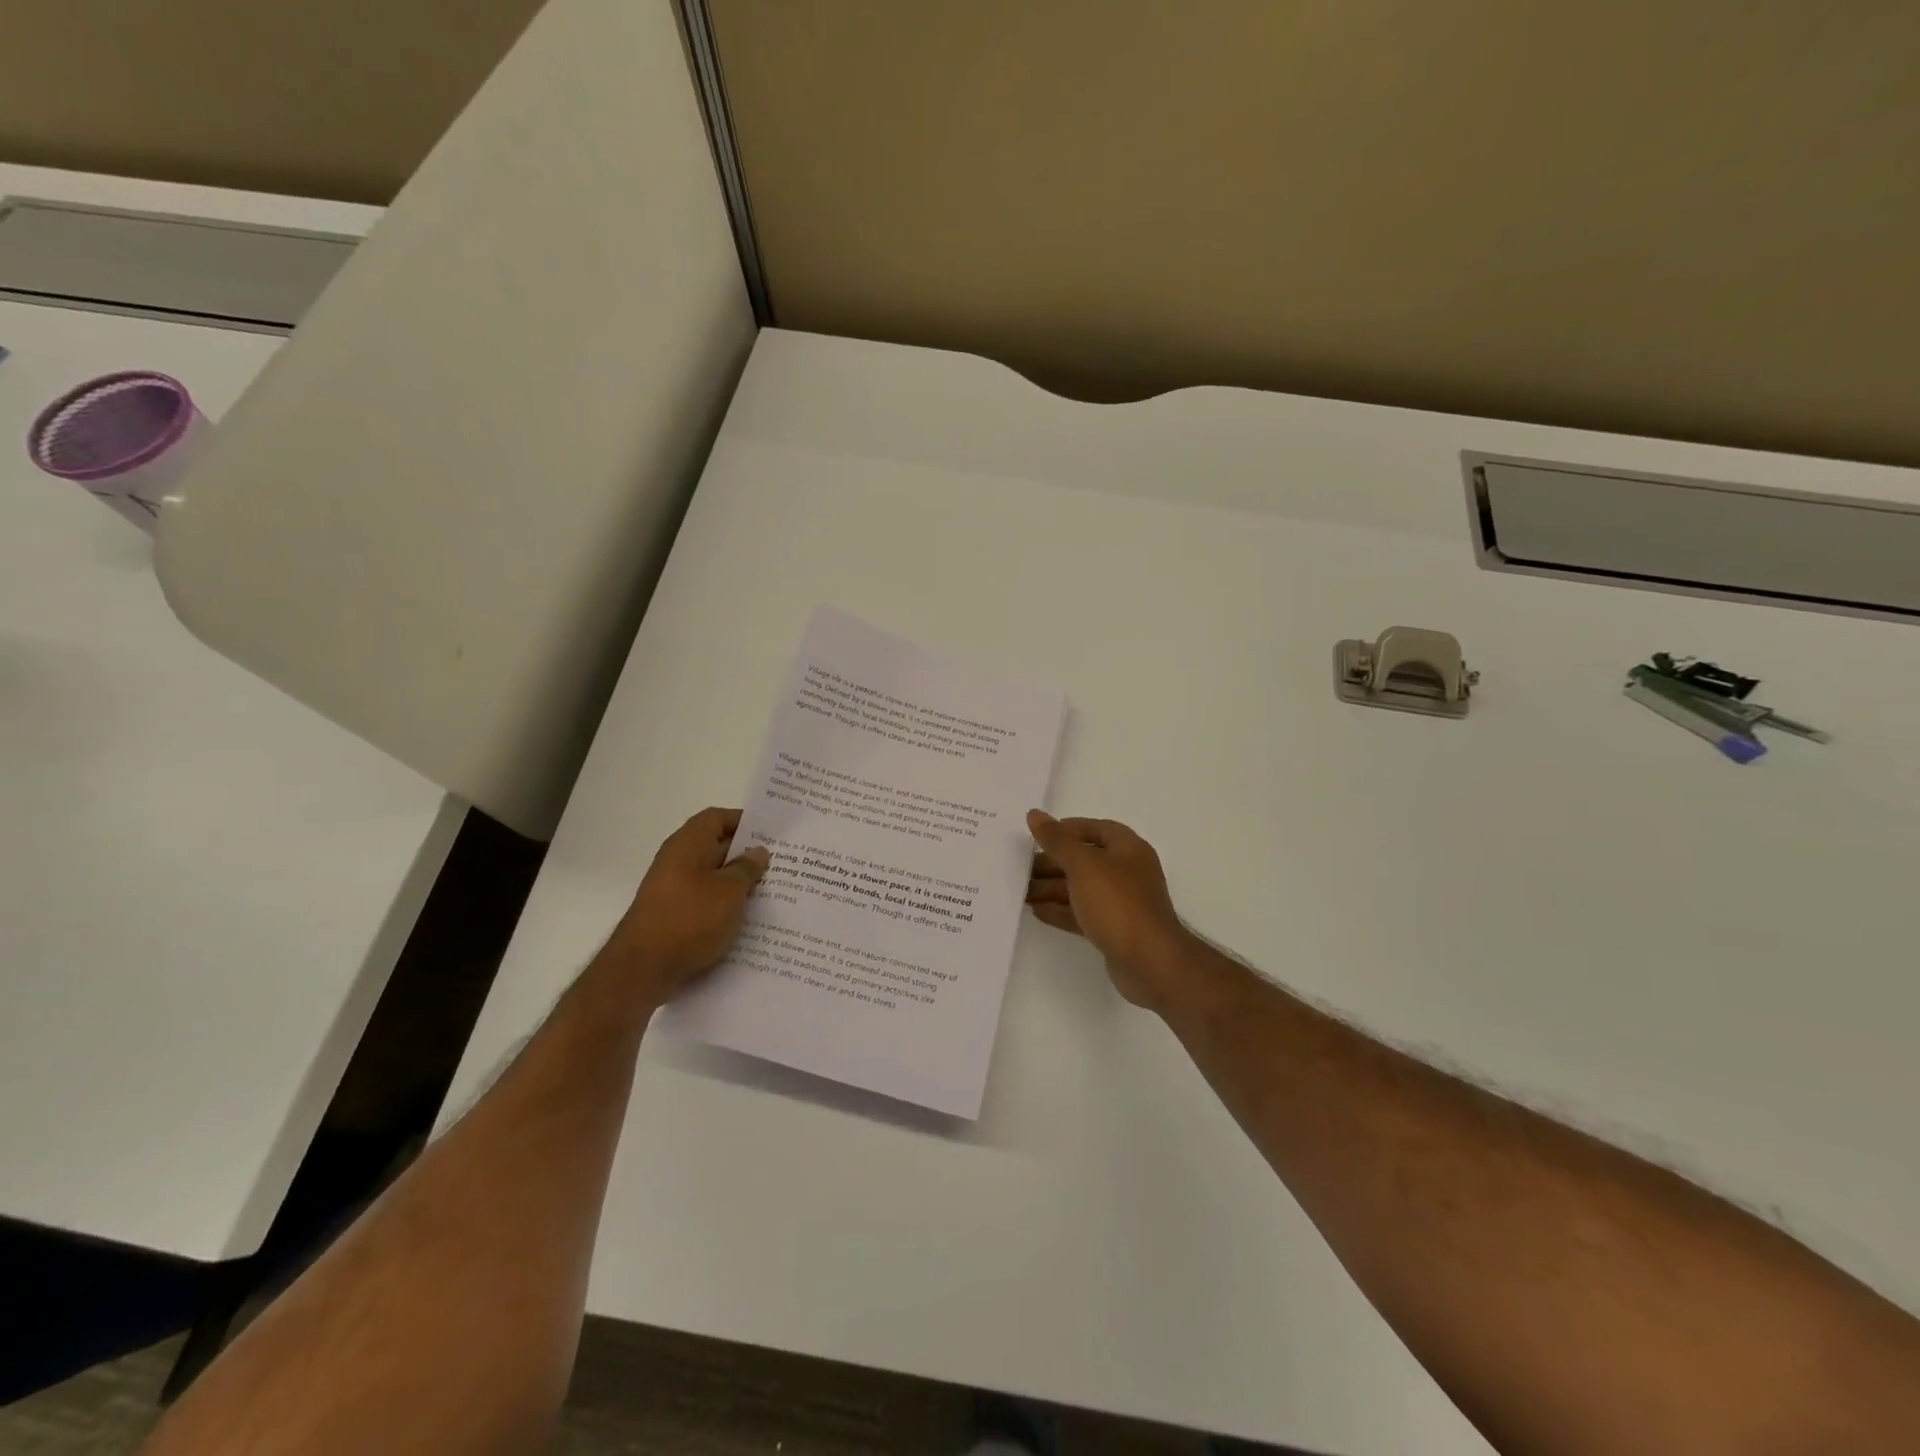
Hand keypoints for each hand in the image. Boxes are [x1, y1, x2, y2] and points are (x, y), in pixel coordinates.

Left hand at [607, 807, 768, 1005]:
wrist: (643, 970)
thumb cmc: (690, 920)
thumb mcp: (730, 891)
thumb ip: (747, 868)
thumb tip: (758, 851)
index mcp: (688, 843)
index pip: (717, 818)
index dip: (745, 821)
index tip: (772, 833)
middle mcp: (677, 860)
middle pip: (716, 847)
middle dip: (747, 855)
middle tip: (782, 863)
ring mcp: (673, 889)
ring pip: (713, 877)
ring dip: (738, 883)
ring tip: (772, 892)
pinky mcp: (673, 915)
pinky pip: (705, 901)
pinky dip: (725, 905)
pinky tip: (748, 919)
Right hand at [1025, 810, 1192, 1009]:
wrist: (1149, 962)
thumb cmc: (1117, 904)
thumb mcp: (1083, 866)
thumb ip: (1057, 841)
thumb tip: (1034, 814)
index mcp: (1127, 849)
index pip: (1095, 828)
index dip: (1066, 829)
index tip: (1037, 836)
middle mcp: (1126, 872)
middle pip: (1084, 859)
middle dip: (1052, 862)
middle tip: (1021, 868)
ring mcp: (1121, 902)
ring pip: (1081, 888)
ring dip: (1052, 888)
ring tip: (1020, 891)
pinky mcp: (1114, 929)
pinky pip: (1083, 913)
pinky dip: (1061, 910)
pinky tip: (1036, 911)